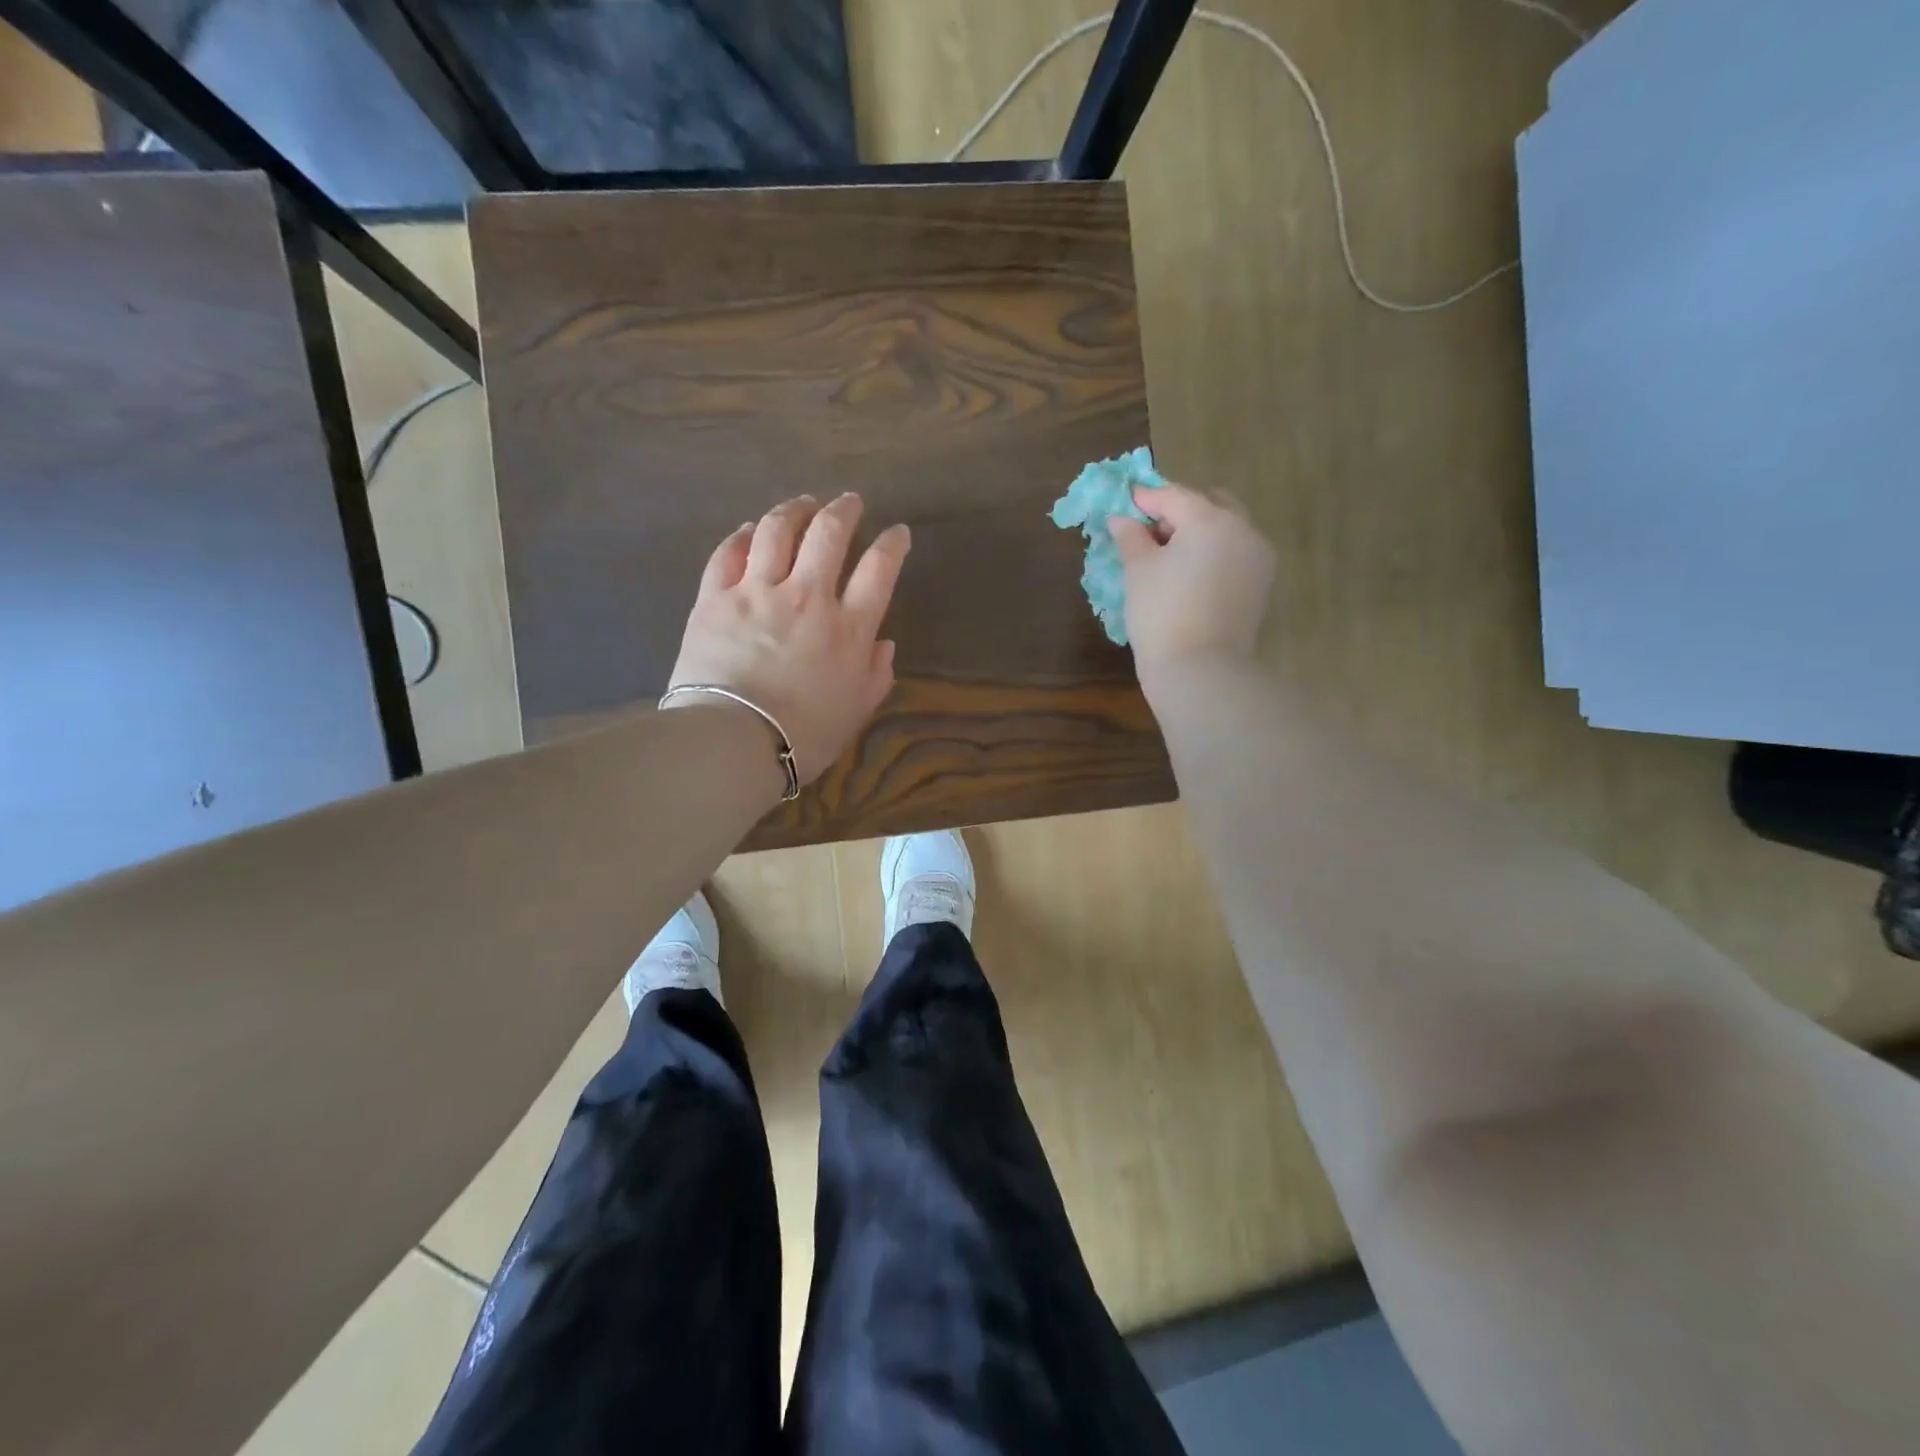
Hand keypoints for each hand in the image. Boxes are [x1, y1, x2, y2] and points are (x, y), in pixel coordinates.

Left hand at [667, 493, 910, 784]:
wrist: (733, 741)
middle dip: (844, 511)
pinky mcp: (716, 598)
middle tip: (850, 502)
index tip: (898, 533)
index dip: (893, 544)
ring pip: (778, 530)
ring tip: (803, 503)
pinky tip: (752, 530)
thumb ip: (875, 675)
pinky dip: (744, 535)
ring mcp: (758, 592)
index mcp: (848, 629)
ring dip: (795, 510)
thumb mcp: (855, 712)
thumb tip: (884, 644)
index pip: (879, 570)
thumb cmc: (803, 735)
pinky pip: (730, 552)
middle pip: (829, 534)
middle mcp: (807, 597)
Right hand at [1108, 483, 1275, 678]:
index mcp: (1211, 519)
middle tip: (1149, 530)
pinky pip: (1235, 553)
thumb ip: (1131, 537)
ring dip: (1199, 531)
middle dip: (1179, 510)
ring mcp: (1258, 556)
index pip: (1174, 496)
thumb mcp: (1138, 571)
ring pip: (1227, 528)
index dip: (1146, 497)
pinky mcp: (1261, 583)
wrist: (1200, 669)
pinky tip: (1190, 573)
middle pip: (1209, 504)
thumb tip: (1121, 519)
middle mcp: (1242, 529)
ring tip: (1168, 554)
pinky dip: (1213, 552)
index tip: (1124, 500)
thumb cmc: (1161, 614)